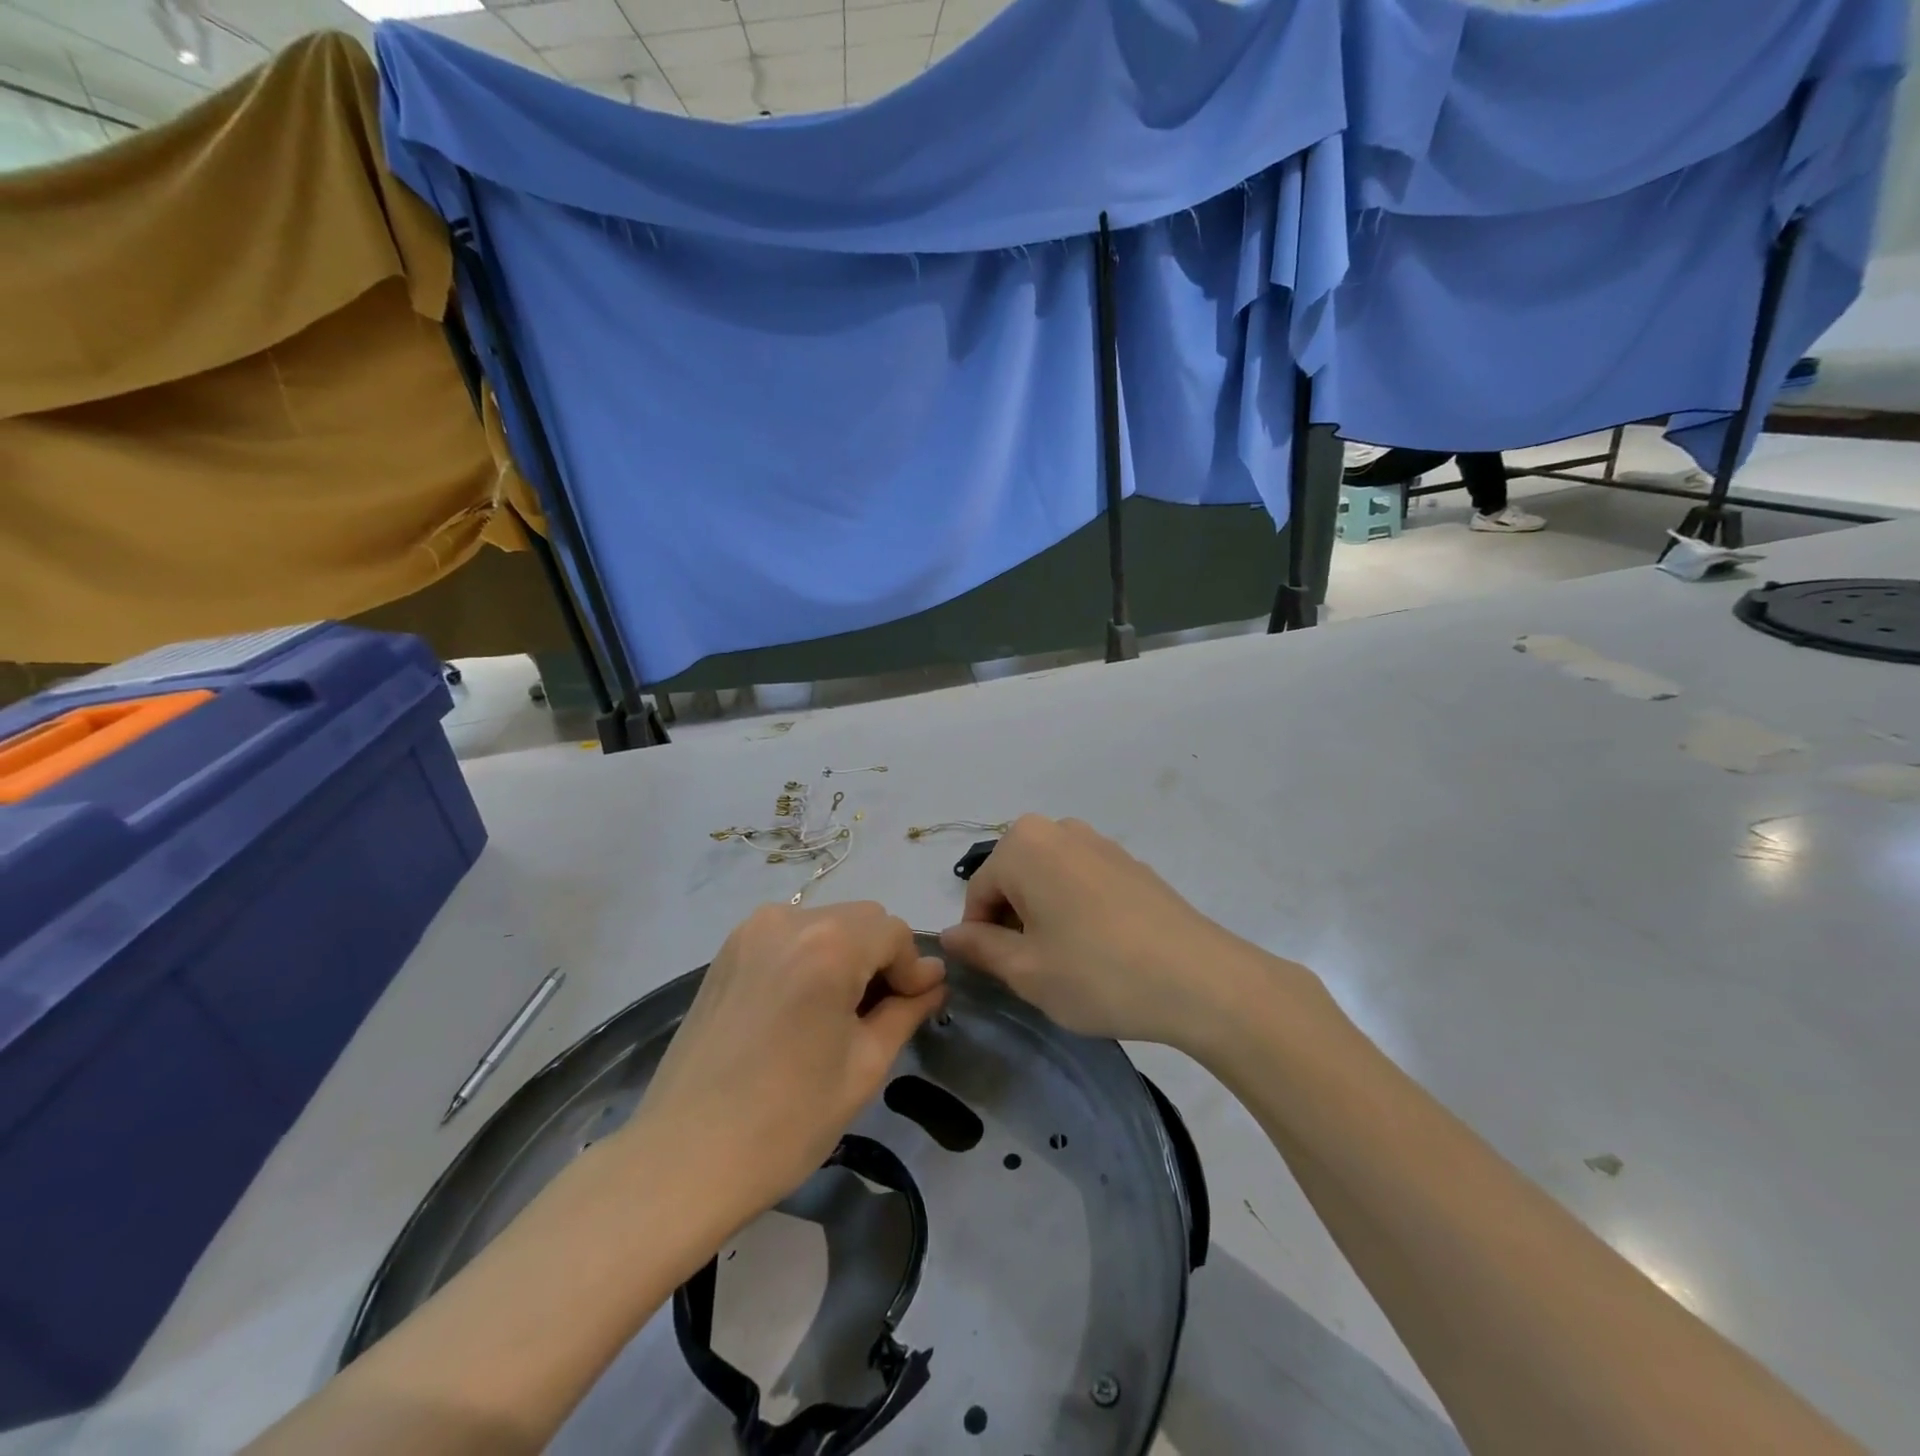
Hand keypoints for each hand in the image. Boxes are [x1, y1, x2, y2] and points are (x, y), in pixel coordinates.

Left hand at [631, 902, 945, 1222]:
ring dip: (846, 954)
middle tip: (880, 1014)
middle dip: (881, 957)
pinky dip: (810, 956)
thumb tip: (933, 979)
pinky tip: (802, 1007)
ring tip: (838, 1012)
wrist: (684, 1159)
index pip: (895, 933)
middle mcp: (788, 920)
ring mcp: (750, 932)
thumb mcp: (864, 1066)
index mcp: (829, 944)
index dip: (912, 969)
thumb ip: (906, 1010)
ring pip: (825, 923)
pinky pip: (789, 935)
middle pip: (861, 919)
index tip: (915, 1008)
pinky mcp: (726, 952)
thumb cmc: (787, 1120)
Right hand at [941, 815, 1304, 1052]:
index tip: (1000, 973)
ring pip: (1048, 880)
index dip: (980, 936)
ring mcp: (1101, 842)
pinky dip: (1077, 910)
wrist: (1200, 980)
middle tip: (1035, 970)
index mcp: (1024, 845)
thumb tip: (950, 935)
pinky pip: (1083, 881)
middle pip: (1013, 879)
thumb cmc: (1098, 973)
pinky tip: (1102, 949)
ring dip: (1044, 915)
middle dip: (1013, 922)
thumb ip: (979, 947)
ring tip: (1069, 961)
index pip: (978, 892)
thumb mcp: (1026, 970)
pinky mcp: (1131, 863)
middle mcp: (1059, 830)